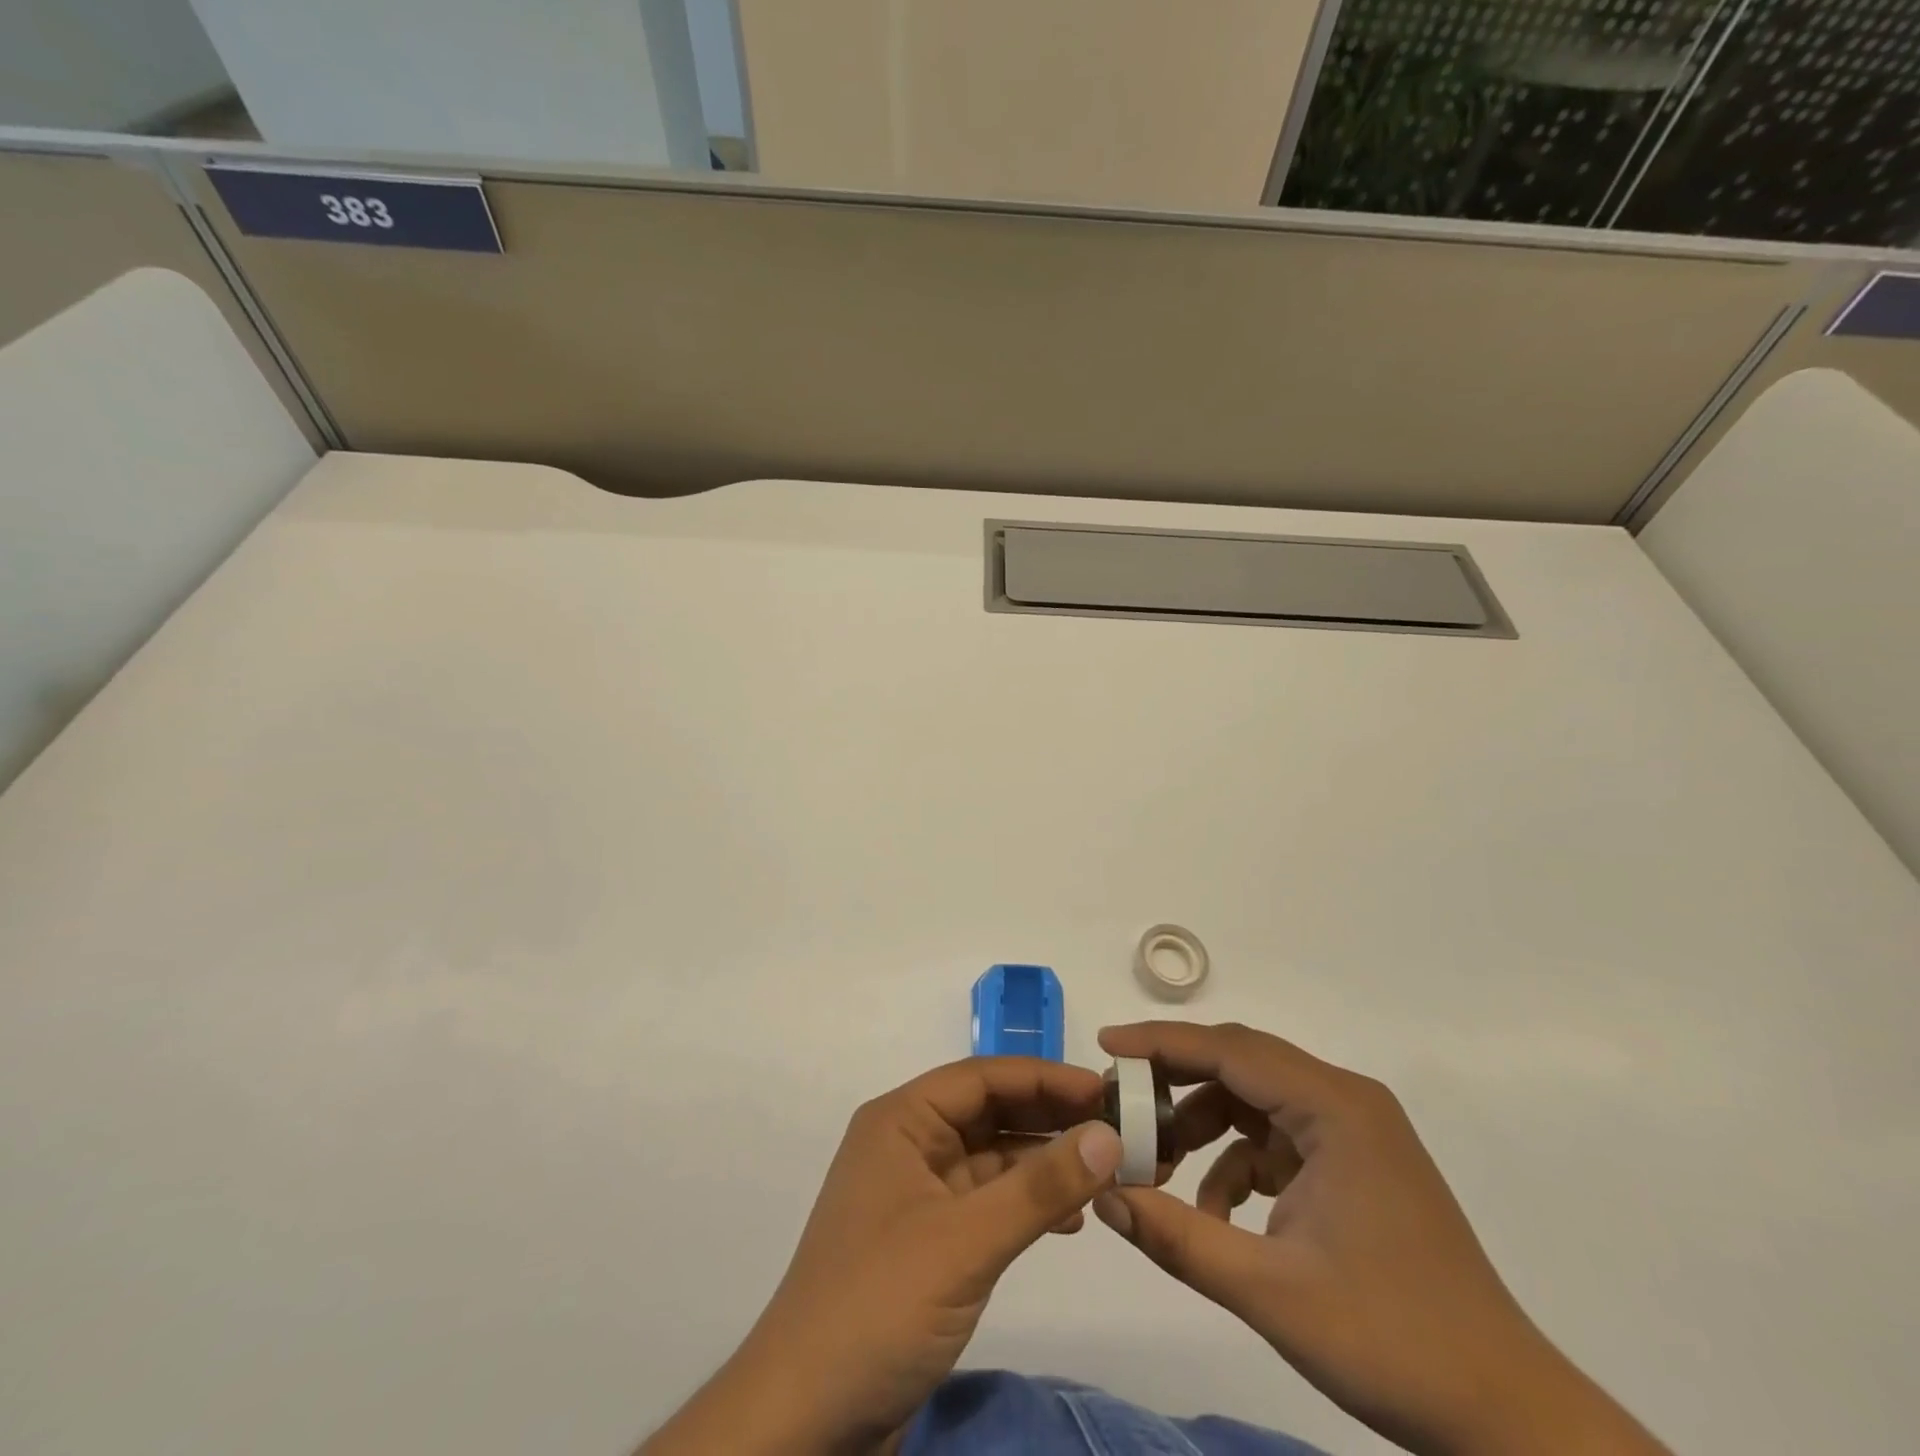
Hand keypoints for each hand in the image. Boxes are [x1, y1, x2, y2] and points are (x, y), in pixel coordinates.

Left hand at [643, 1057, 1122, 1454]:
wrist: (804, 1421)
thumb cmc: (878, 1307)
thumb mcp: (965, 1242)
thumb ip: (1039, 1187)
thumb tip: (1108, 1134)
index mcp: (902, 1121)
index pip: (982, 1078)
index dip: (1045, 1078)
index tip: (1107, 1089)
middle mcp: (909, 1144)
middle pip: (989, 1113)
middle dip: (1050, 1117)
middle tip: (1119, 1127)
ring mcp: (918, 1194)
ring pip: (992, 1157)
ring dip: (1045, 1161)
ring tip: (1106, 1171)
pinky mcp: (929, 1241)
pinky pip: (988, 1202)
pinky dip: (1028, 1203)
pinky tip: (1072, 1219)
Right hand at [1093, 1022, 1668, 1455]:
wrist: (1507, 1418)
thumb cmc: (1391, 1342)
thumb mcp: (1269, 1292)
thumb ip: (1178, 1237)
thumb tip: (1103, 1194)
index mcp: (1335, 1108)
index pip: (1230, 1049)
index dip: (1162, 1043)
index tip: (1105, 1044)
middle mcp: (1346, 1102)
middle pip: (1241, 1064)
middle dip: (1175, 1081)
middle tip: (1119, 1102)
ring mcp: (1355, 1133)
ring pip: (1256, 1100)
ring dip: (1204, 1127)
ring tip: (1159, 1168)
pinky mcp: (1356, 1165)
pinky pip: (1278, 1138)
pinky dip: (1237, 1161)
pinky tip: (1217, 1212)